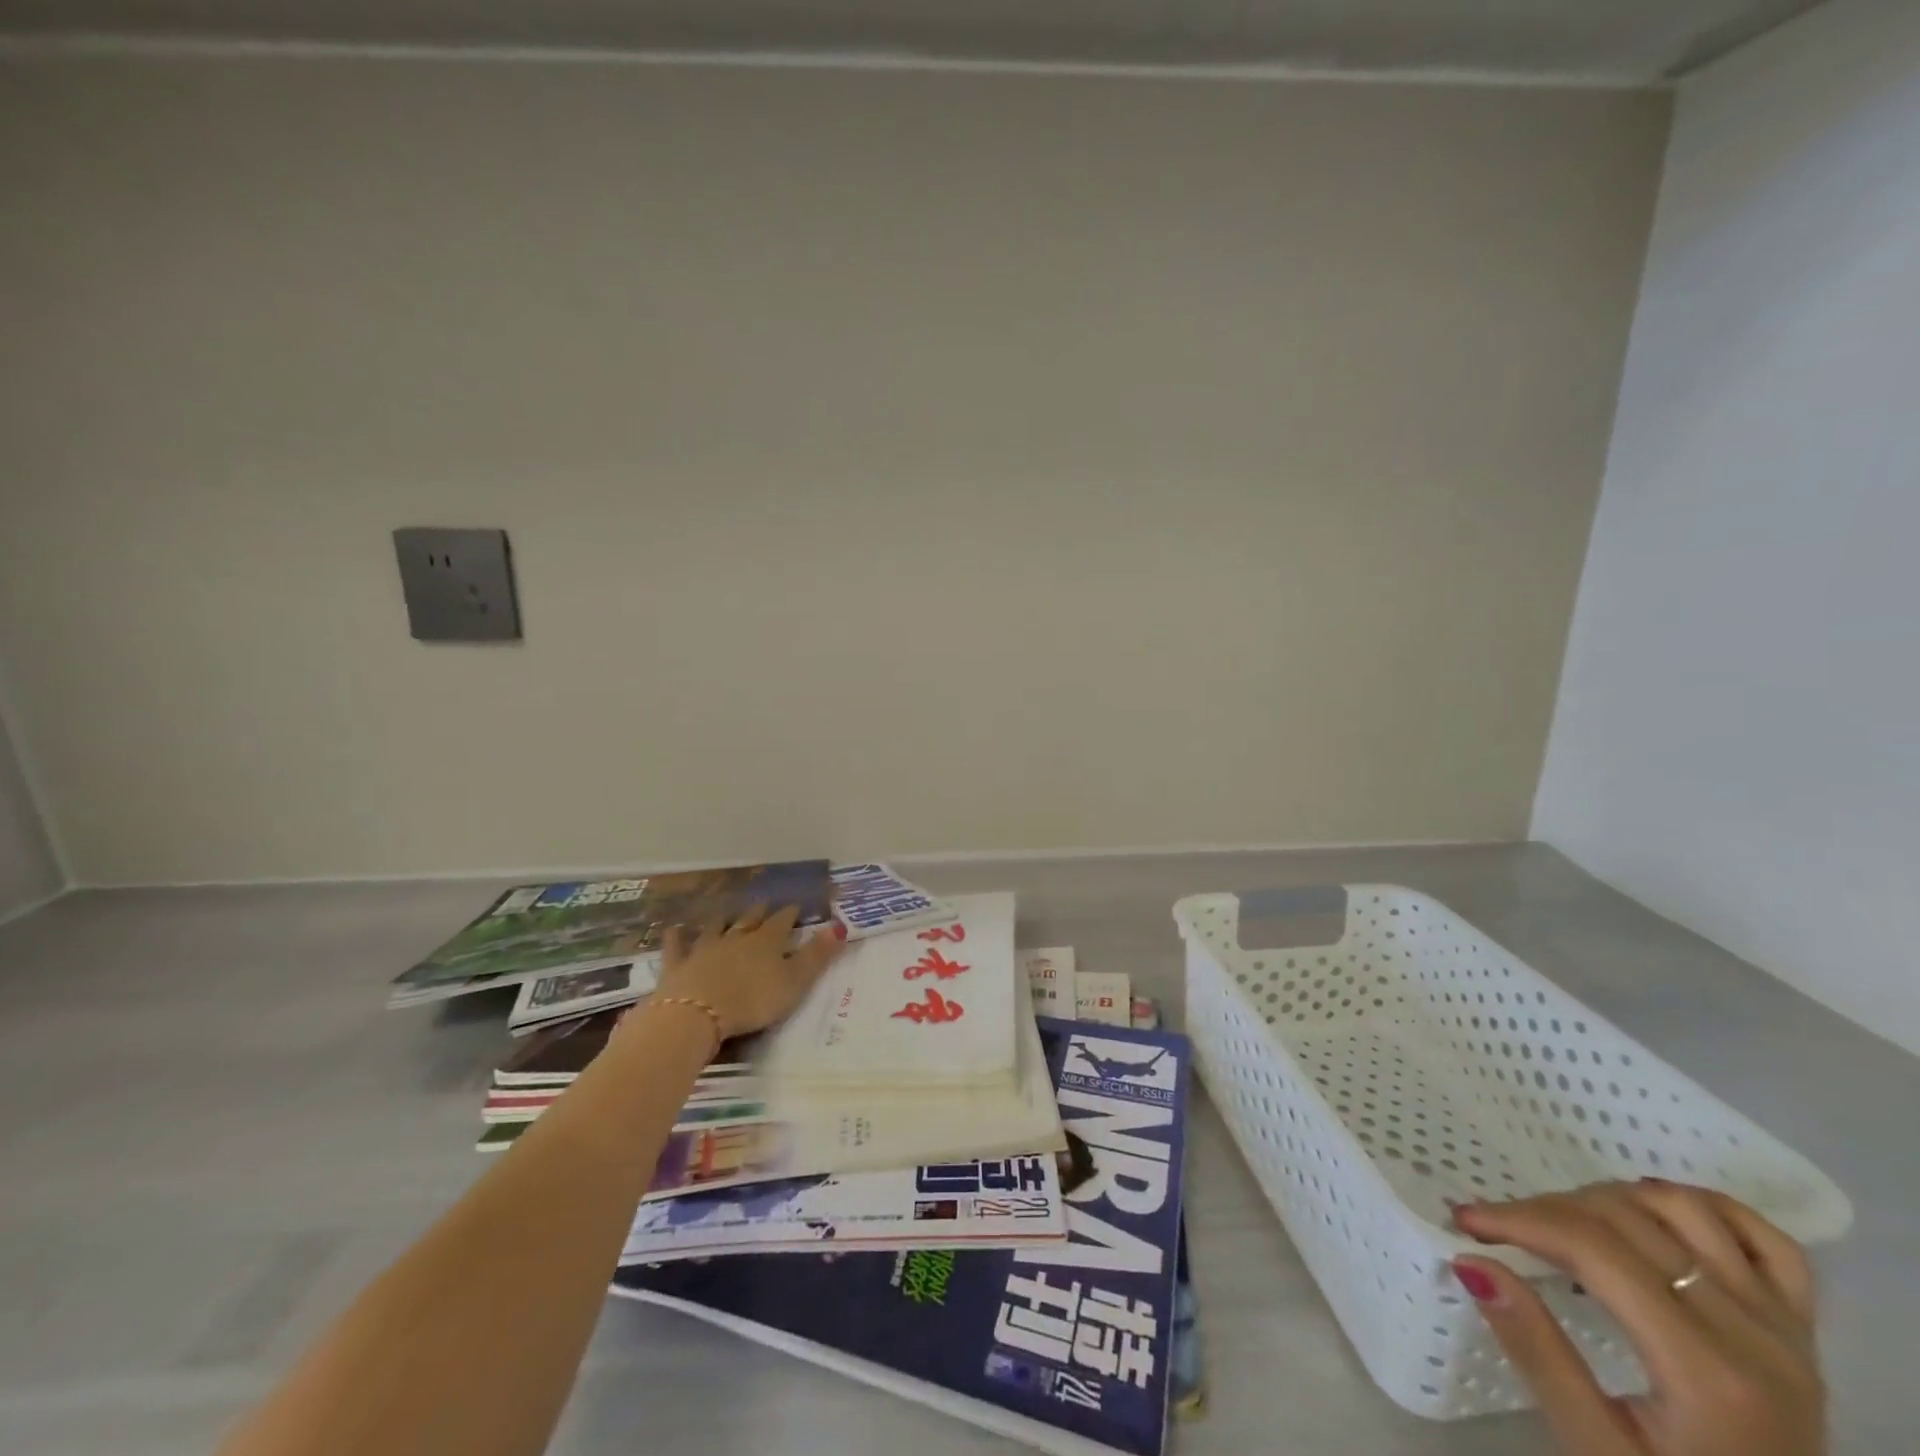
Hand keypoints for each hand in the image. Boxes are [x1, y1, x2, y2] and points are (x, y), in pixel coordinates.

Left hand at [653, 904, 845, 1039]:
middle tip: (764, 903)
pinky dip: (677, 936)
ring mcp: (705, 949)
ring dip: (722, 919)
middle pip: (750, 920)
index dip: (790, 914)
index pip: (782, 922)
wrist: (697, 1013)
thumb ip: (818, 955)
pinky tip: (675, 928)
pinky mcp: (678, 965)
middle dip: (759, 912)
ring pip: (716, 927)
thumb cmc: (753, 1001)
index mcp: (767, 942)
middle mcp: (736, 938)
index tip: (796, 906)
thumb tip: (840, 925)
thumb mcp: (795, 982)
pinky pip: (677, 946)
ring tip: (726, 912)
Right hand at [1451, 1181, 1823, 1455]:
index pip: (1594, 1249)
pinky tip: (1656, 1211)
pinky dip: (1706, 1207)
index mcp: (1709, 1372)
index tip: (1465, 1220)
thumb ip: (1536, 1352)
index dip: (1520, 1220)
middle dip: (1547, 1209)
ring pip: (1687, 1212)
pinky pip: (1766, 1243)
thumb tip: (1470, 1261)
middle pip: (1631, 1222)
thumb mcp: (1594, 1448)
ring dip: (1611, 1198)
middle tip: (1502, 1229)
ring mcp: (1787, 1332)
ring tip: (1567, 1222)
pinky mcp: (1802, 1333)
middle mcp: (1757, 1338)